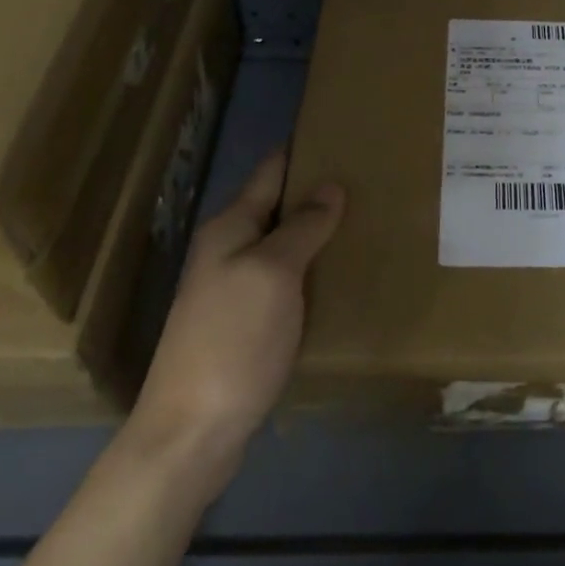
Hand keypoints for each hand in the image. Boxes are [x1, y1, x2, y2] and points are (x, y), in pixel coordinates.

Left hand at [124, 148, 344, 479]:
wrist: (192, 432)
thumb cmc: (233, 340)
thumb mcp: (272, 274)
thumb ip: (302, 227)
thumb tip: (330, 185)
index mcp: (231, 228)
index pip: (271, 171)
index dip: (304, 150)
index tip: (344, 133)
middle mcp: (229, 251)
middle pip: (279, 207)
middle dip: (319, 191)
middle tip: (372, 179)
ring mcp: (235, 289)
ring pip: (285, 245)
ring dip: (319, 232)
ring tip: (368, 219)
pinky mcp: (247, 324)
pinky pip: (287, 280)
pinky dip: (314, 269)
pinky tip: (343, 273)